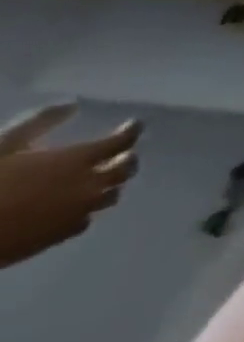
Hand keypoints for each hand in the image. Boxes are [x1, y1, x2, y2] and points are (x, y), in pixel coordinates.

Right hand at [0, 104, 140, 268]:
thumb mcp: (4, 144)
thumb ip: (39, 123)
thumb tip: (71, 105)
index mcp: (77, 160)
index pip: (121, 141)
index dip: (131, 131)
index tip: (132, 125)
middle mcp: (88, 184)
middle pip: (126, 169)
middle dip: (127, 159)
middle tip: (122, 155)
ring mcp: (77, 212)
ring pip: (110, 196)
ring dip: (108, 186)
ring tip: (100, 181)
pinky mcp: (59, 236)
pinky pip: (85, 221)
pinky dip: (85, 211)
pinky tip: (73, 208)